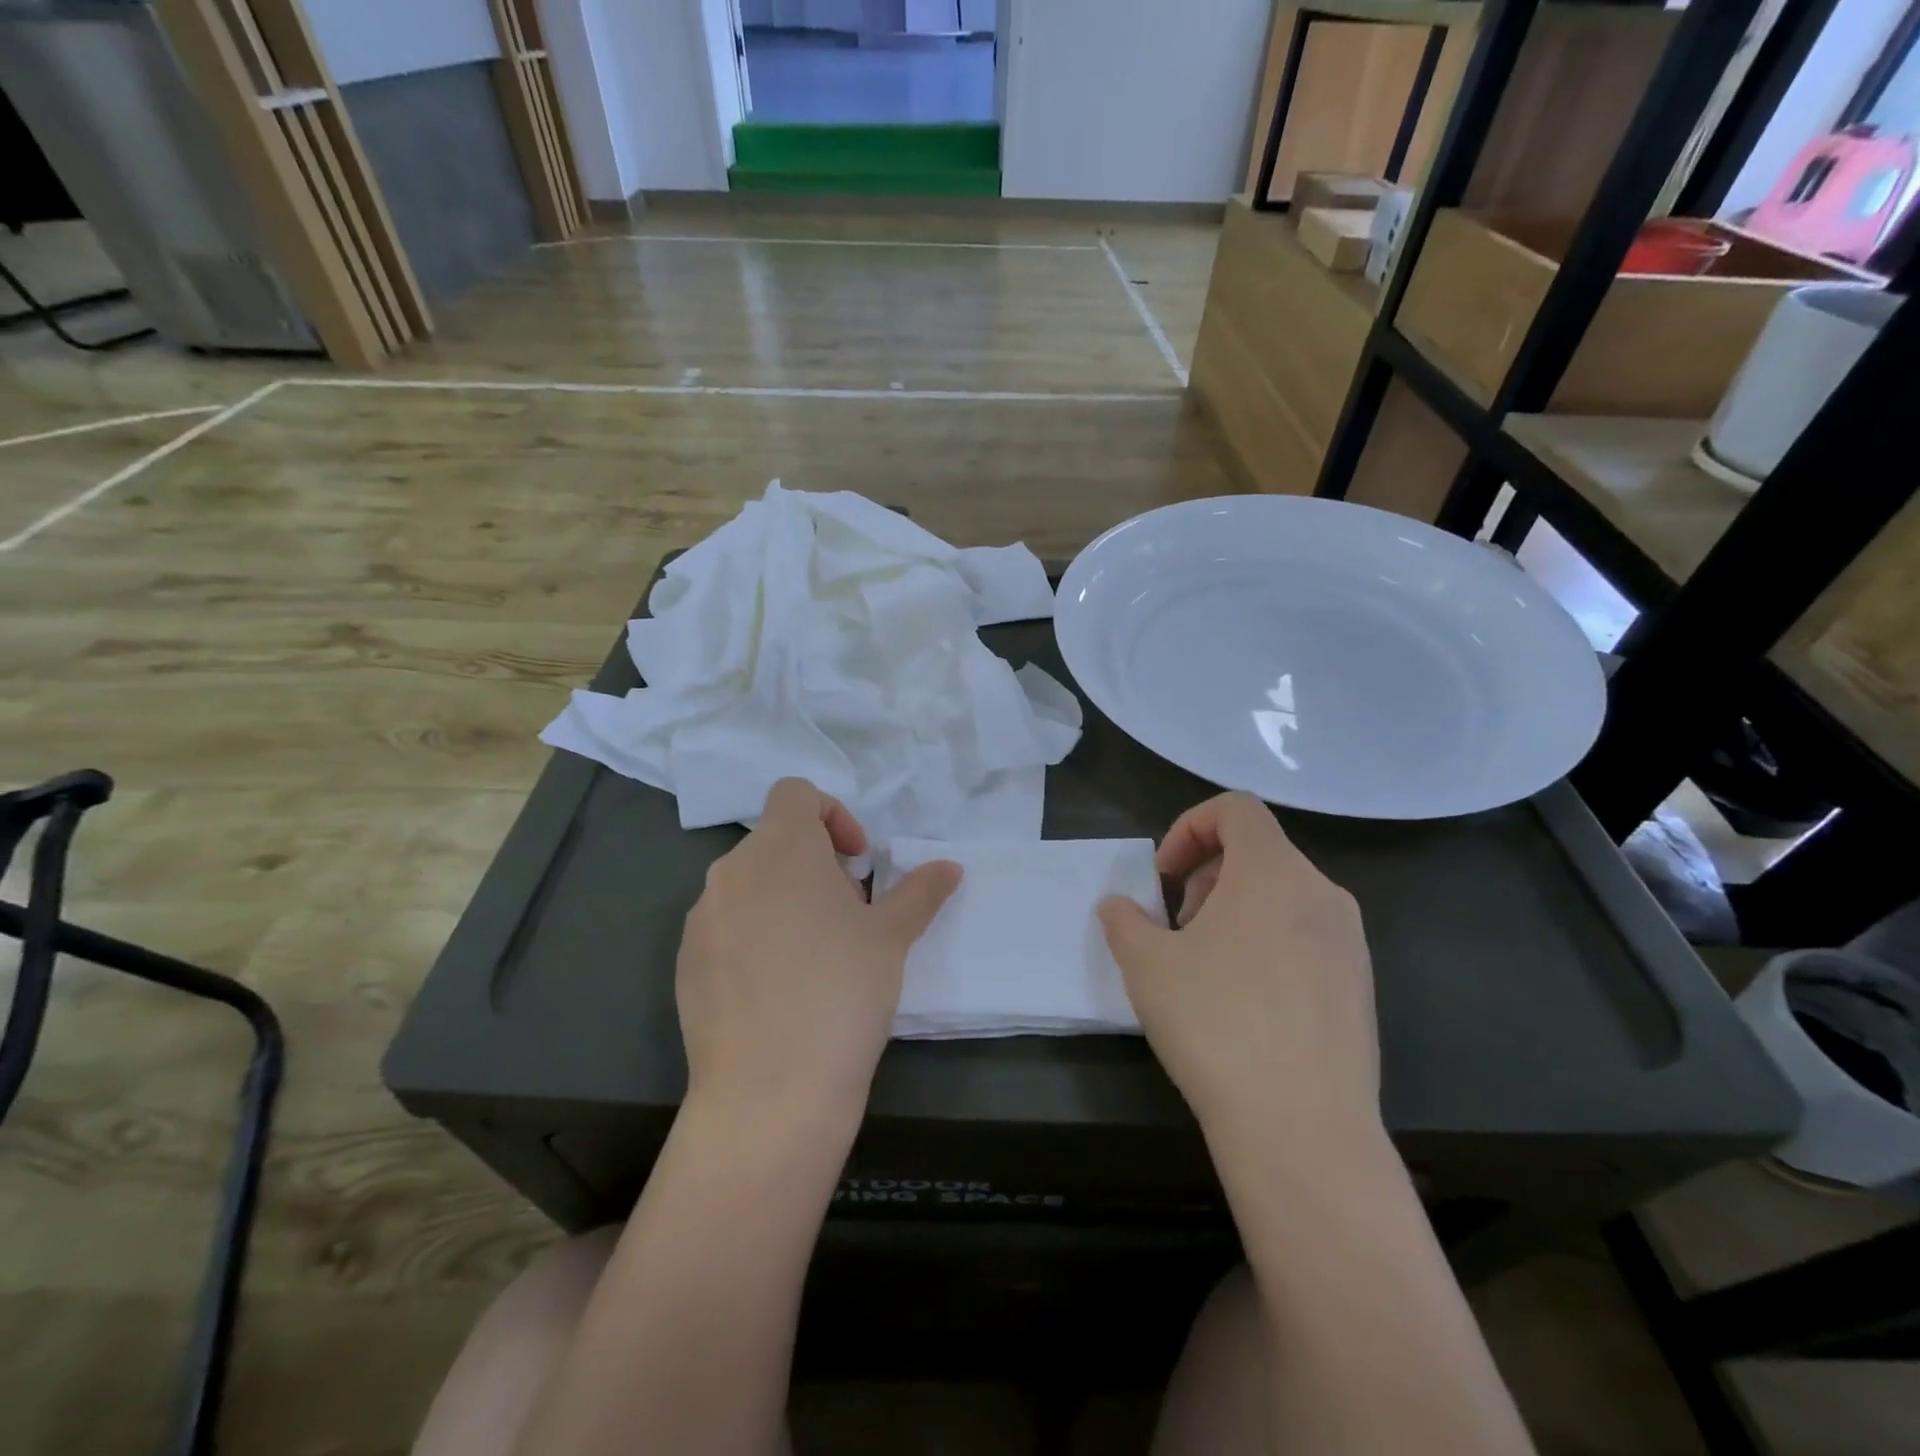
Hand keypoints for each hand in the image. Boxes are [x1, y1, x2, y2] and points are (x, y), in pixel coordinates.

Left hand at [676, 778, 960, 1126]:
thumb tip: (950, 867)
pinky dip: (754, 936)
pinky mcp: (685, 962)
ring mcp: (702, 918)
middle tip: (848, 914)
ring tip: (816, 954)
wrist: (770, 1091)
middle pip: (775, 841)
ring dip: (785, 899)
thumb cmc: (842, 993)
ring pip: (749, 885)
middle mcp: (731, 871)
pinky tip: (779, 990)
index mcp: (781, 848)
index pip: (796, 793)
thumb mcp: (891, 938)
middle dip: (815, 864)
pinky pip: (725, 927)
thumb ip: (920, 891)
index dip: (833, 815)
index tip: (857, 863)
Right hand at [1098, 792, 1379, 1149]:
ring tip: (1207, 966)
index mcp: (1275, 873)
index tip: (1165, 877)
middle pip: (1260, 852)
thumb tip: (1118, 906)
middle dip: (1208, 876)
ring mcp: (1350, 943)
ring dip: (1236, 911)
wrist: (1303, 1129)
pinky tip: (1245, 1003)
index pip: (1237, 809)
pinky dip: (1268, 943)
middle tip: (1179, 927)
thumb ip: (1124, 921)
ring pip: (1284, 896)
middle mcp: (1323, 895)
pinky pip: (1307, 938)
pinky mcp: (1360, 988)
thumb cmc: (1216, 1024)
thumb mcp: (1147, 965)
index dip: (1190, 827)